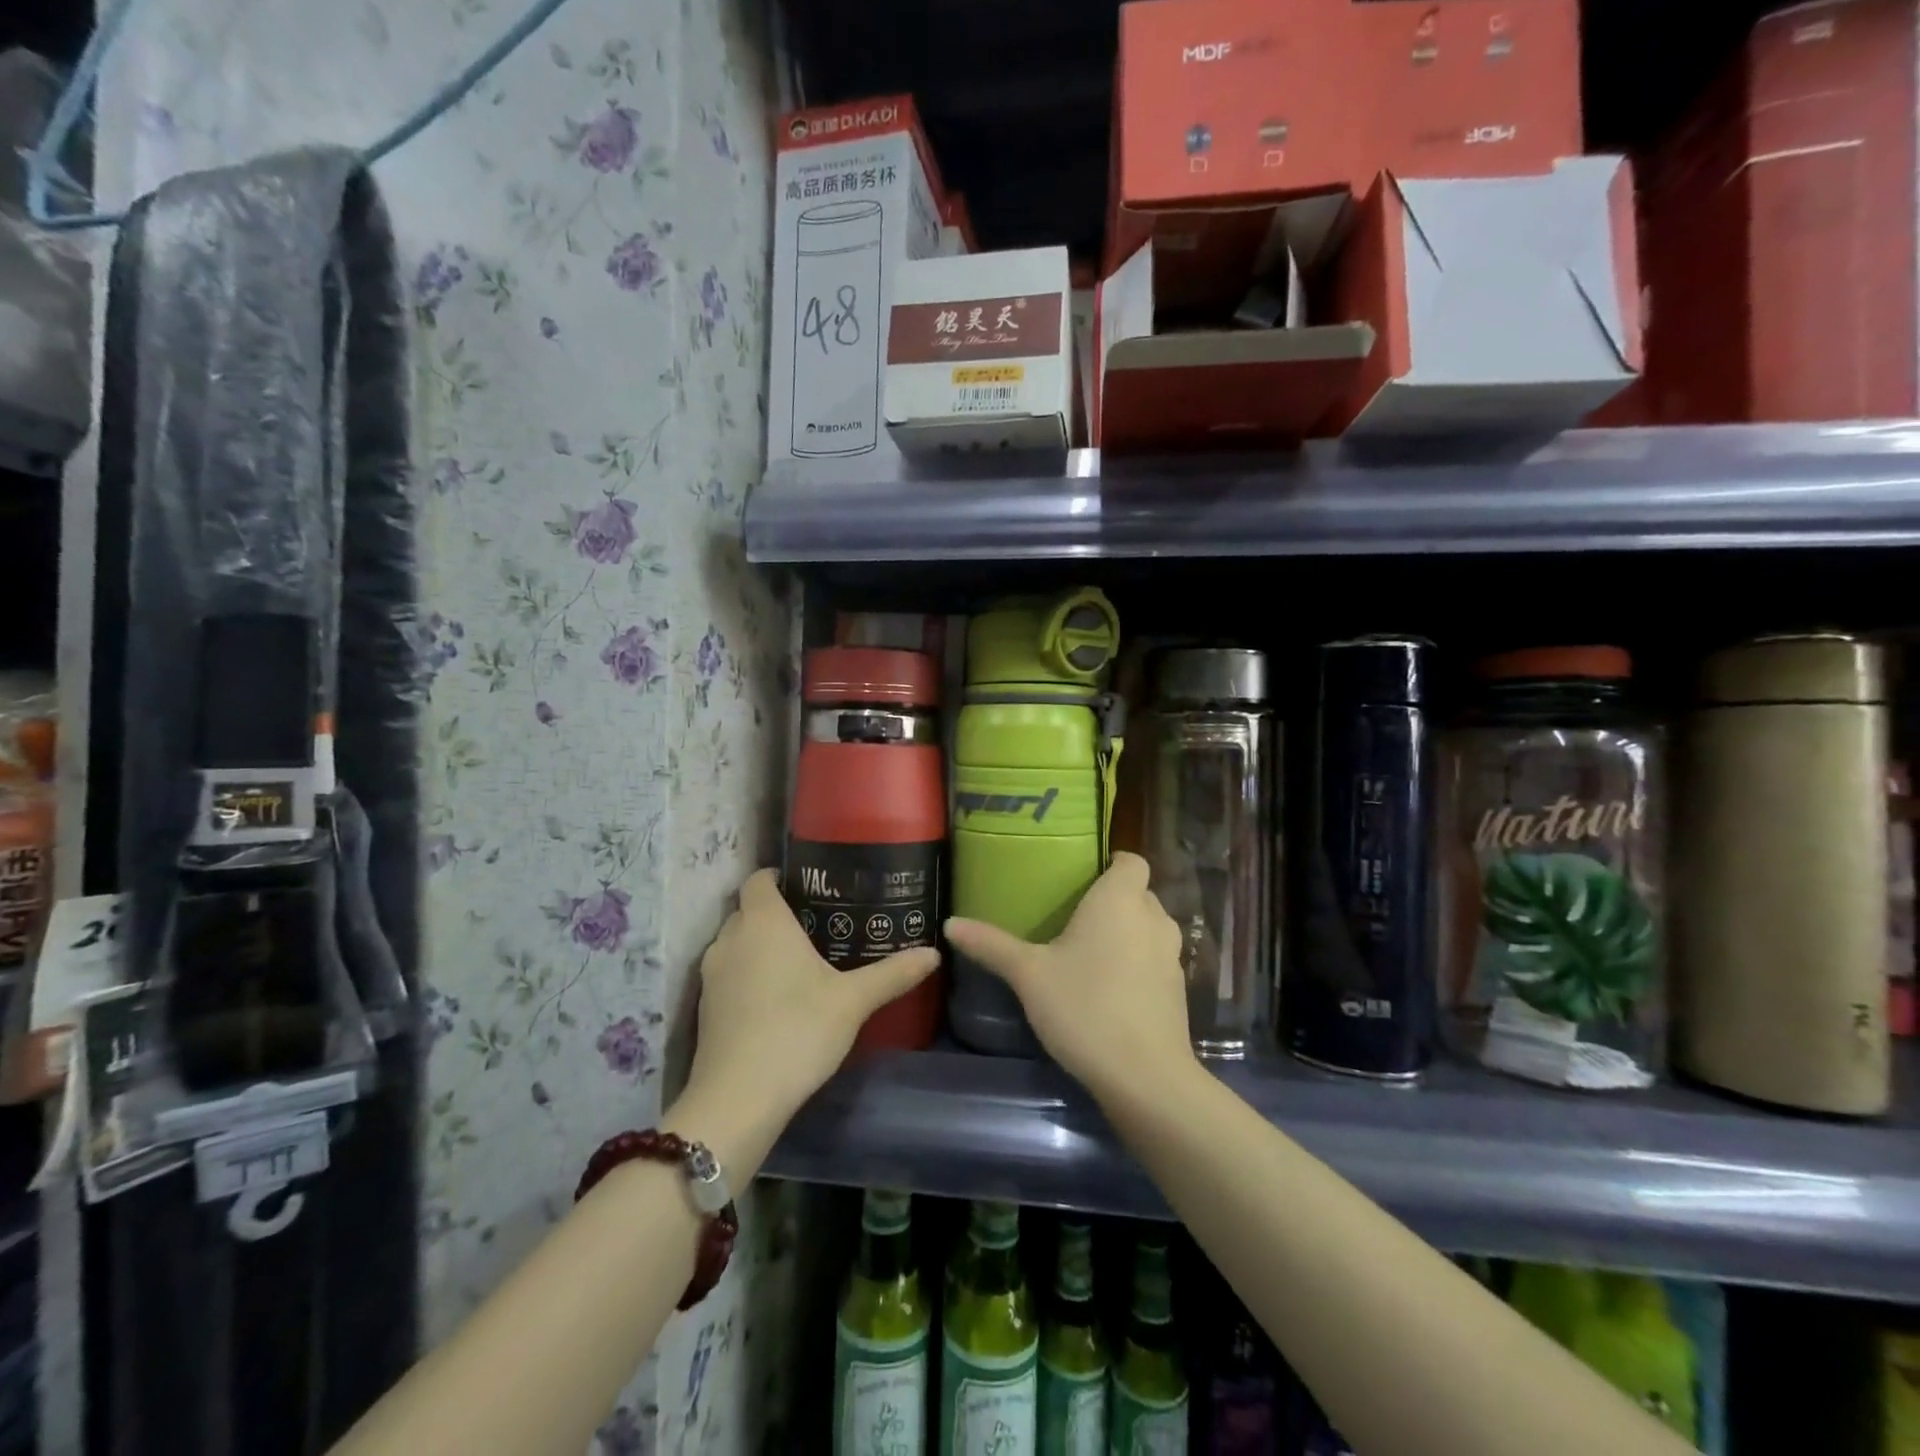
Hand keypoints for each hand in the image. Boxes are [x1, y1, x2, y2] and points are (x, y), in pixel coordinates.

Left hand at [675, 869, 938, 1168]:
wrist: (739, 1098)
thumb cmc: (798, 1030)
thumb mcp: (853, 1001)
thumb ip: (892, 973)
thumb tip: (934, 953)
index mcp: (763, 921)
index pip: (759, 878)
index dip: (779, 877)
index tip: (810, 886)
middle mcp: (730, 938)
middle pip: (749, 909)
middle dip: (777, 912)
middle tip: (818, 923)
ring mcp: (712, 974)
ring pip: (737, 943)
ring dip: (760, 945)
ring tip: (800, 959)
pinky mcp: (705, 1007)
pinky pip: (729, 973)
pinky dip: (748, 974)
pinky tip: (777, 997)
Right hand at [945, 852, 1196, 1104]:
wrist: (1144, 1077)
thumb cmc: (1085, 1007)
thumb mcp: (1029, 975)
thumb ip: (991, 945)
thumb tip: (950, 923)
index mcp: (1120, 900)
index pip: (1131, 860)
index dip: (1111, 864)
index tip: (1080, 879)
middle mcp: (1153, 918)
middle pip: (1138, 893)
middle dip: (1111, 900)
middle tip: (1071, 917)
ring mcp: (1172, 955)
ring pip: (1148, 928)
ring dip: (1126, 933)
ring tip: (1087, 951)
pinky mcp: (1178, 989)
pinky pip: (1155, 960)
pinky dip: (1137, 964)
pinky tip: (1108, 989)